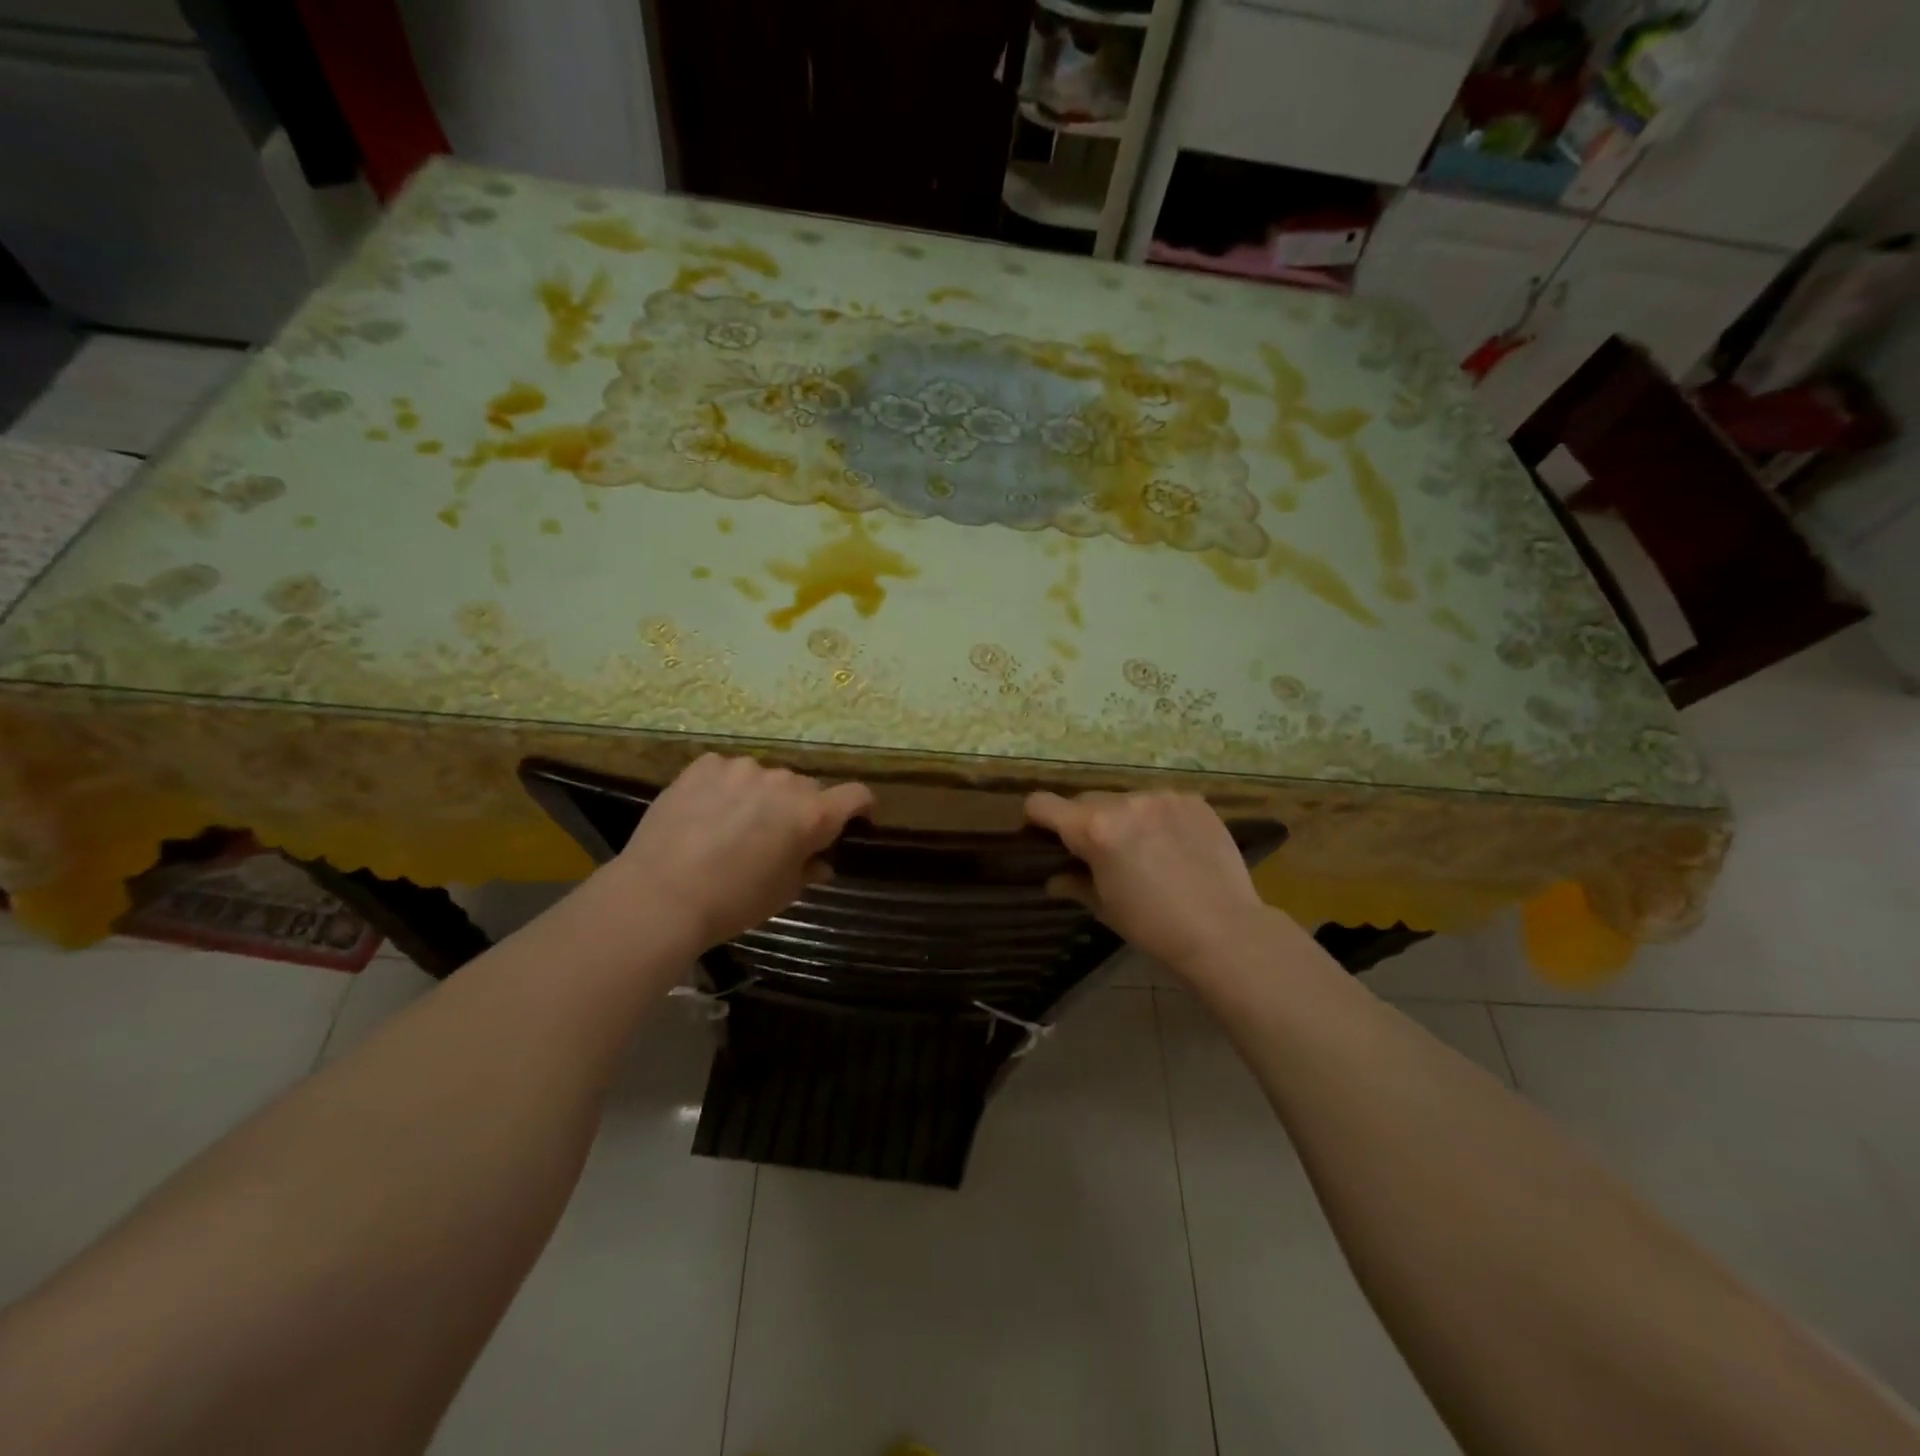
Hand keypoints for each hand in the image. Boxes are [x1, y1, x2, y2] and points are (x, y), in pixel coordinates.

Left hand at [615, 755, 873, 952]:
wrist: (659, 896)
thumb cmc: (732, 902)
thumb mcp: (782, 893)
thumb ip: (809, 870)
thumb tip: (821, 862)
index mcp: (811, 814)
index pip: (856, 795)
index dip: (860, 806)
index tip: (854, 820)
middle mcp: (783, 782)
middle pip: (806, 788)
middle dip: (800, 809)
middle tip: (777, 837)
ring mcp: (742, 769)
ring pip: (765, 778)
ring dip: (761, 796)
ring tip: (733, 824)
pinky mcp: (704, 766)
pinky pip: (727, 771)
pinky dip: (725, 787)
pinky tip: (705, 812)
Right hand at [1025, 790, 1273, 969]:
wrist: (1225, 931)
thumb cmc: (1153, 926)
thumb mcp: (1105, 907)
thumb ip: (1074, 883)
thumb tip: (1055, 878)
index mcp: (1094, 829)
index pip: (1043, 804)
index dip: (1037, 819)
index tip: (1044, 836)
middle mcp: (1126, 802)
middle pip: (1086, 801)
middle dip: (1085, 823)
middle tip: (1101, 854)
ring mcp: (1163, 797)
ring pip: (1125, 799)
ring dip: (1124, 818)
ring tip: (1145, 850)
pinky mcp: (1193, 800)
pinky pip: (1160, 802)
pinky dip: (1158, 818)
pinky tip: (1175, 846)